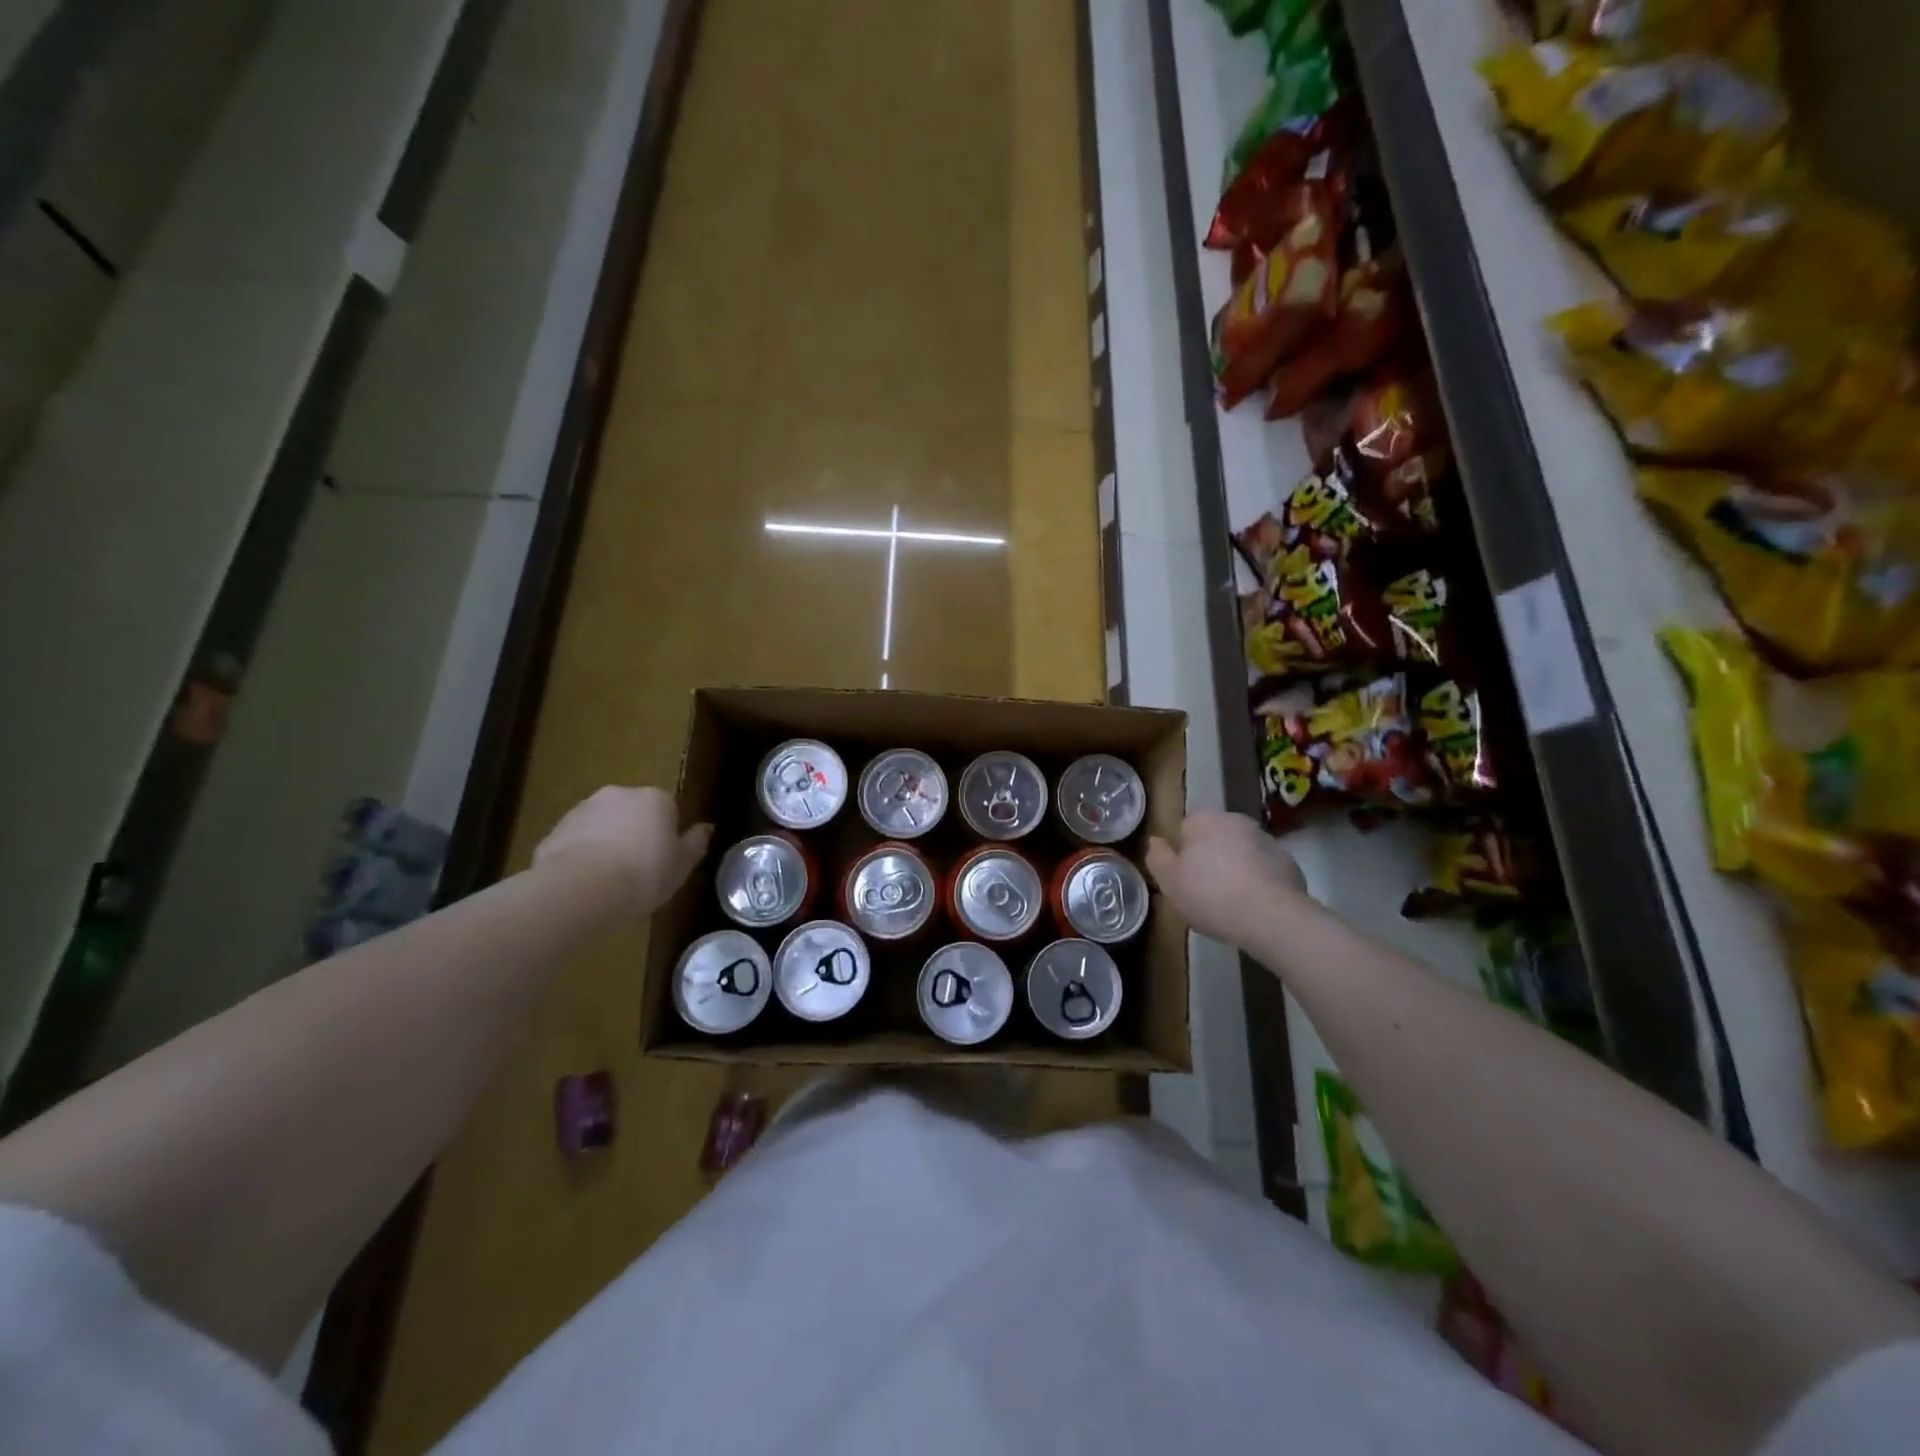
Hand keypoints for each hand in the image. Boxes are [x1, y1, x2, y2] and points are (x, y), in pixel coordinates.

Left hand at [534, 787, 711, 919]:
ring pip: (605, 824)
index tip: (666, 860)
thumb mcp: (681, 867)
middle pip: (636, 812)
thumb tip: (706, 828)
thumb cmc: (642, 875)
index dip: (669, 835)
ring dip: (609, 843)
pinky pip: (579, 840)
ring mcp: (585, 808)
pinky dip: (583, 854)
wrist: (577, 890)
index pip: (670, 809)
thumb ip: (695, 844)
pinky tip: (586, 882)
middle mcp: (621, 794)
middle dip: (637, 834)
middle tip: (640, 870)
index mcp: (656, 798)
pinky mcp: (556, 829)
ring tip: (610, 880)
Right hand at [1146, 811, 1305, 948]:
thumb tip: (1155, 841)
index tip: (1183, 879)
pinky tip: (1255, 906)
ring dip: (1235, 868)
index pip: (1184, 830)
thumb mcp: (1169, 882)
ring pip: (1241, 852)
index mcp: (1203, 820)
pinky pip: (1264, 869)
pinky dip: (1259, 881)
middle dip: (1210, 858)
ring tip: (1231, 902)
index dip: (1181, 855)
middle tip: (1204, 892)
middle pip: (1214, 838)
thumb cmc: (1210, 895)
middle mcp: (1235, 820)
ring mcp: (1266, 839)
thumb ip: (1157, 857)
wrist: (1272, 917)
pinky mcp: (1289, 862)